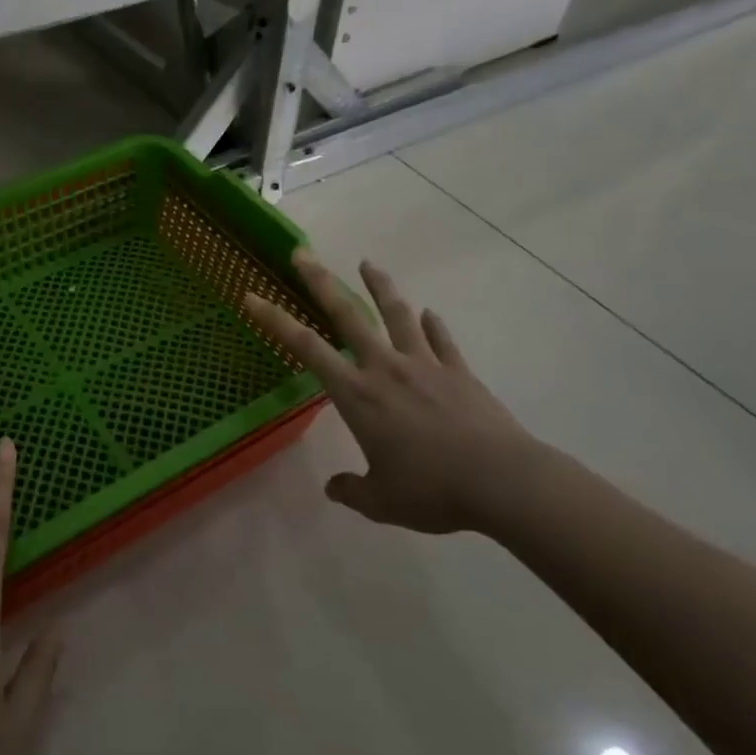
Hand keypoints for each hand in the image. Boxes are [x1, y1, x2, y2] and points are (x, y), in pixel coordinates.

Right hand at [243, 251, 539, 533]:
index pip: (306, 348)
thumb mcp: (382, 501)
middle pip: (347, 315)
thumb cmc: (432, 490)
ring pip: (397, 315)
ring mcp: (425, 365)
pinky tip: (430, 314)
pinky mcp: (459, 372)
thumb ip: (353, 490)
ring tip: (368, 263)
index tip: (253, 296)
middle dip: (321, 282)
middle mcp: (385, 368)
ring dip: (380, 287)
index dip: (275, 320)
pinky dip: (433, 326)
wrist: (502, 482)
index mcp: (358, 395)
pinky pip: (442, 342)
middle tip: (303, 253)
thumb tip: (334, 488)